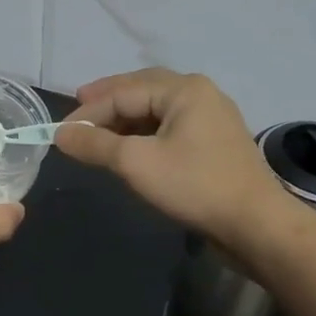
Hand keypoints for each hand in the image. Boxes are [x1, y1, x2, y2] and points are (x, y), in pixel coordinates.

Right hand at [56, 69, 294, 241]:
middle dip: (106, 103)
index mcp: (183, 89)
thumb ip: (95, 144)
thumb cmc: (194, 185)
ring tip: (97, 133)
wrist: (256, 225)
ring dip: (124, 120)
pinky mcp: (214, 143)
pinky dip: (143, 133)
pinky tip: (128, 148)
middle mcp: (199, 94)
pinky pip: (169, 127)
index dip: (87, 111)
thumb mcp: (136, 163)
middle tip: (77, 113)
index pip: (122, 92)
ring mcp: (210, 118)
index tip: (59, 133)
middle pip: (141, 91)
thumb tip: (60, 134)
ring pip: (155, 110)